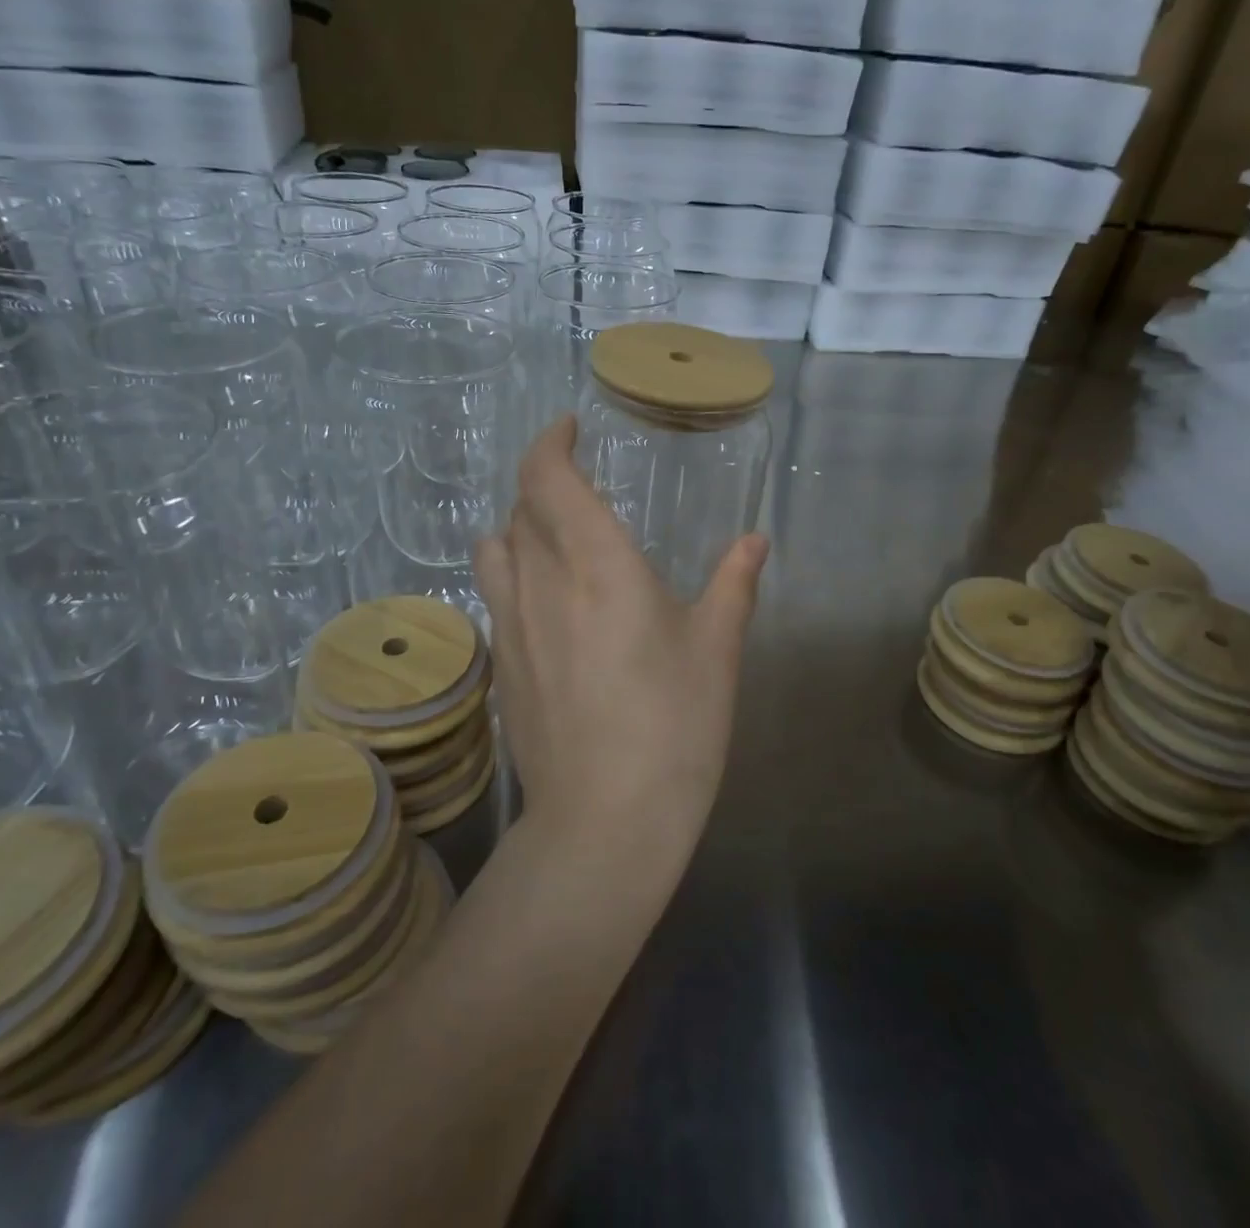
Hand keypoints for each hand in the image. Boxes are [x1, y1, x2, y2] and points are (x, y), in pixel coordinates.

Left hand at [474, 416, 768, 849]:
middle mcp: (542, 580)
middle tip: (578, 489)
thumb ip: (733, 584)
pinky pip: (495, 595)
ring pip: (494, 548)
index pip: (547, 477)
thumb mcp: (716, 649)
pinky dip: (513, 575)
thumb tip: (755, 541)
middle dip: (545, 485)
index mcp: (597, 562)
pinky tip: (547, 606)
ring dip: (518, 528)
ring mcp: (510, 624)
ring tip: (553, 541)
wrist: (604, 819)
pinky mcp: (499, 664)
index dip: (550, 443)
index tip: (567, 429)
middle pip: (519, 507)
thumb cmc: (674, 725)